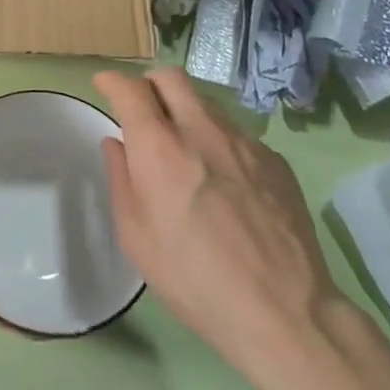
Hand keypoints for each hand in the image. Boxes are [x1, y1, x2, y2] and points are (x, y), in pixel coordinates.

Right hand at [95, 67, 347, 387]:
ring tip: (184, 146)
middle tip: (143, 109)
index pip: (129, 88)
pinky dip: (219, 141)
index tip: (104, 85)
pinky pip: (237, 133)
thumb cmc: (193, 279)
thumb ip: (121, 179)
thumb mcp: (136, 236)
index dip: (112, 81)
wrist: (284, 312)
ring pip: (206, 102)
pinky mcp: (274, 160)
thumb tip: (117, 143)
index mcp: (159, 146)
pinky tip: (224, 180)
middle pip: (170, 77)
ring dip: (185, 111)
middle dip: (149, 84)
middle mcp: (201, 129)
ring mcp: (244, 141)